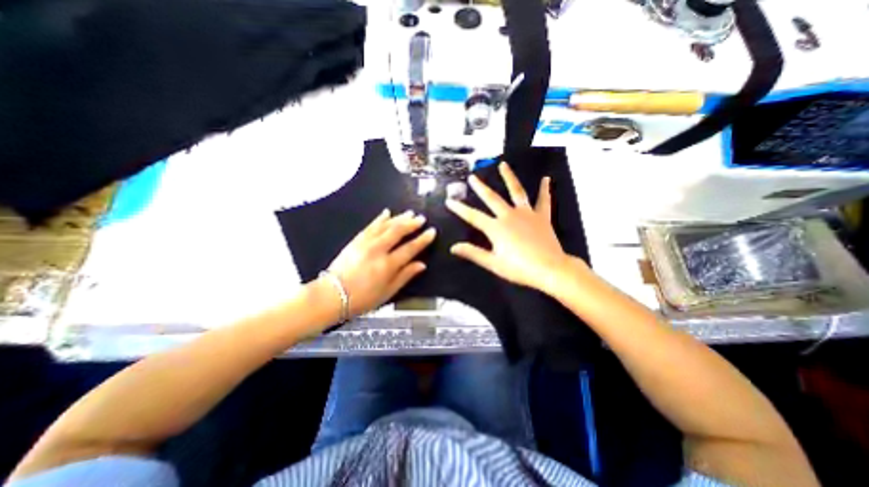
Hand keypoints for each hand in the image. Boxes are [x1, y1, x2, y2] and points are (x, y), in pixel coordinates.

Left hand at [324, 209, 437, 318]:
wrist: (332, 295)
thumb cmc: (362, 298)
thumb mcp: (388, 292)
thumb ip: (405, 276)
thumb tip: (421, 265)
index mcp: (387, 265)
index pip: (410, 248)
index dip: (422, 239)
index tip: (431, 232)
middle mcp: (378, 250)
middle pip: (398, 232)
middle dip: (411, 223)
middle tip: (421, 218)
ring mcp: (365, 243)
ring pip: (385, 226)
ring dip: (399, 218)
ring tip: (409, 213)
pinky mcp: (356, 240)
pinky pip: (370, 225)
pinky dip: (379, 218)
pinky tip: (386, 213)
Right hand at [443, 165, 574, 292]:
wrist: (550, 269)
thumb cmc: (519, 268)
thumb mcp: (493, 263)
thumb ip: (473, 253)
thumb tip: (453, 247)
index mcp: (496, 228)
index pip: (473, 216)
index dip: (459, 208)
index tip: (449, 201)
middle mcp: (509, 216)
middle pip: (492, 198)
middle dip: (480, 187)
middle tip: (472, 177)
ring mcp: (527, 214)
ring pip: (517, 191)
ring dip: (509, 177)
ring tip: (503, 165)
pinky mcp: (542, 217)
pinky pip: (543, 200)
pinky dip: (545, 189)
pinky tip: (546, 179)